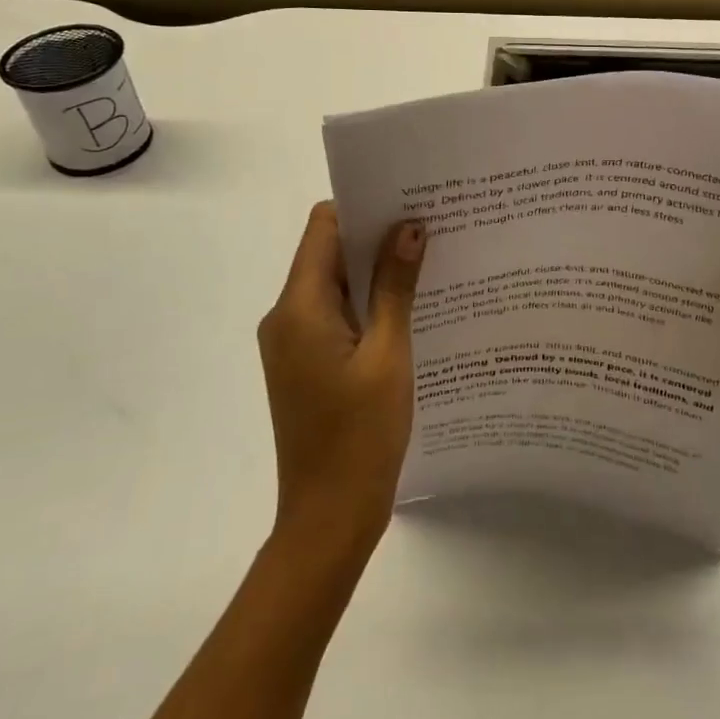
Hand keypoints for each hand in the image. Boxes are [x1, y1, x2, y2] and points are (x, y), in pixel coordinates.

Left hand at [256, 202, 426, 566]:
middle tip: (433, 226)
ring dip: (376, 272)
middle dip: (377, 237)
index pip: (323, 227)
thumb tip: (409, 227)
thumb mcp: (388, 355)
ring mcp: (294, 342)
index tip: (409, 199)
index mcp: (299, 308)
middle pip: (329, 253)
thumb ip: (396, 287)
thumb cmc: (360, 435)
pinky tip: (412, 307)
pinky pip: (337, 315)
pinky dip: (369, 303)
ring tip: (431, 261)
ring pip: (336, 285)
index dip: (363, 207)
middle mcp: (286, 316)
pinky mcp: (306, 363)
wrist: (328, 519)